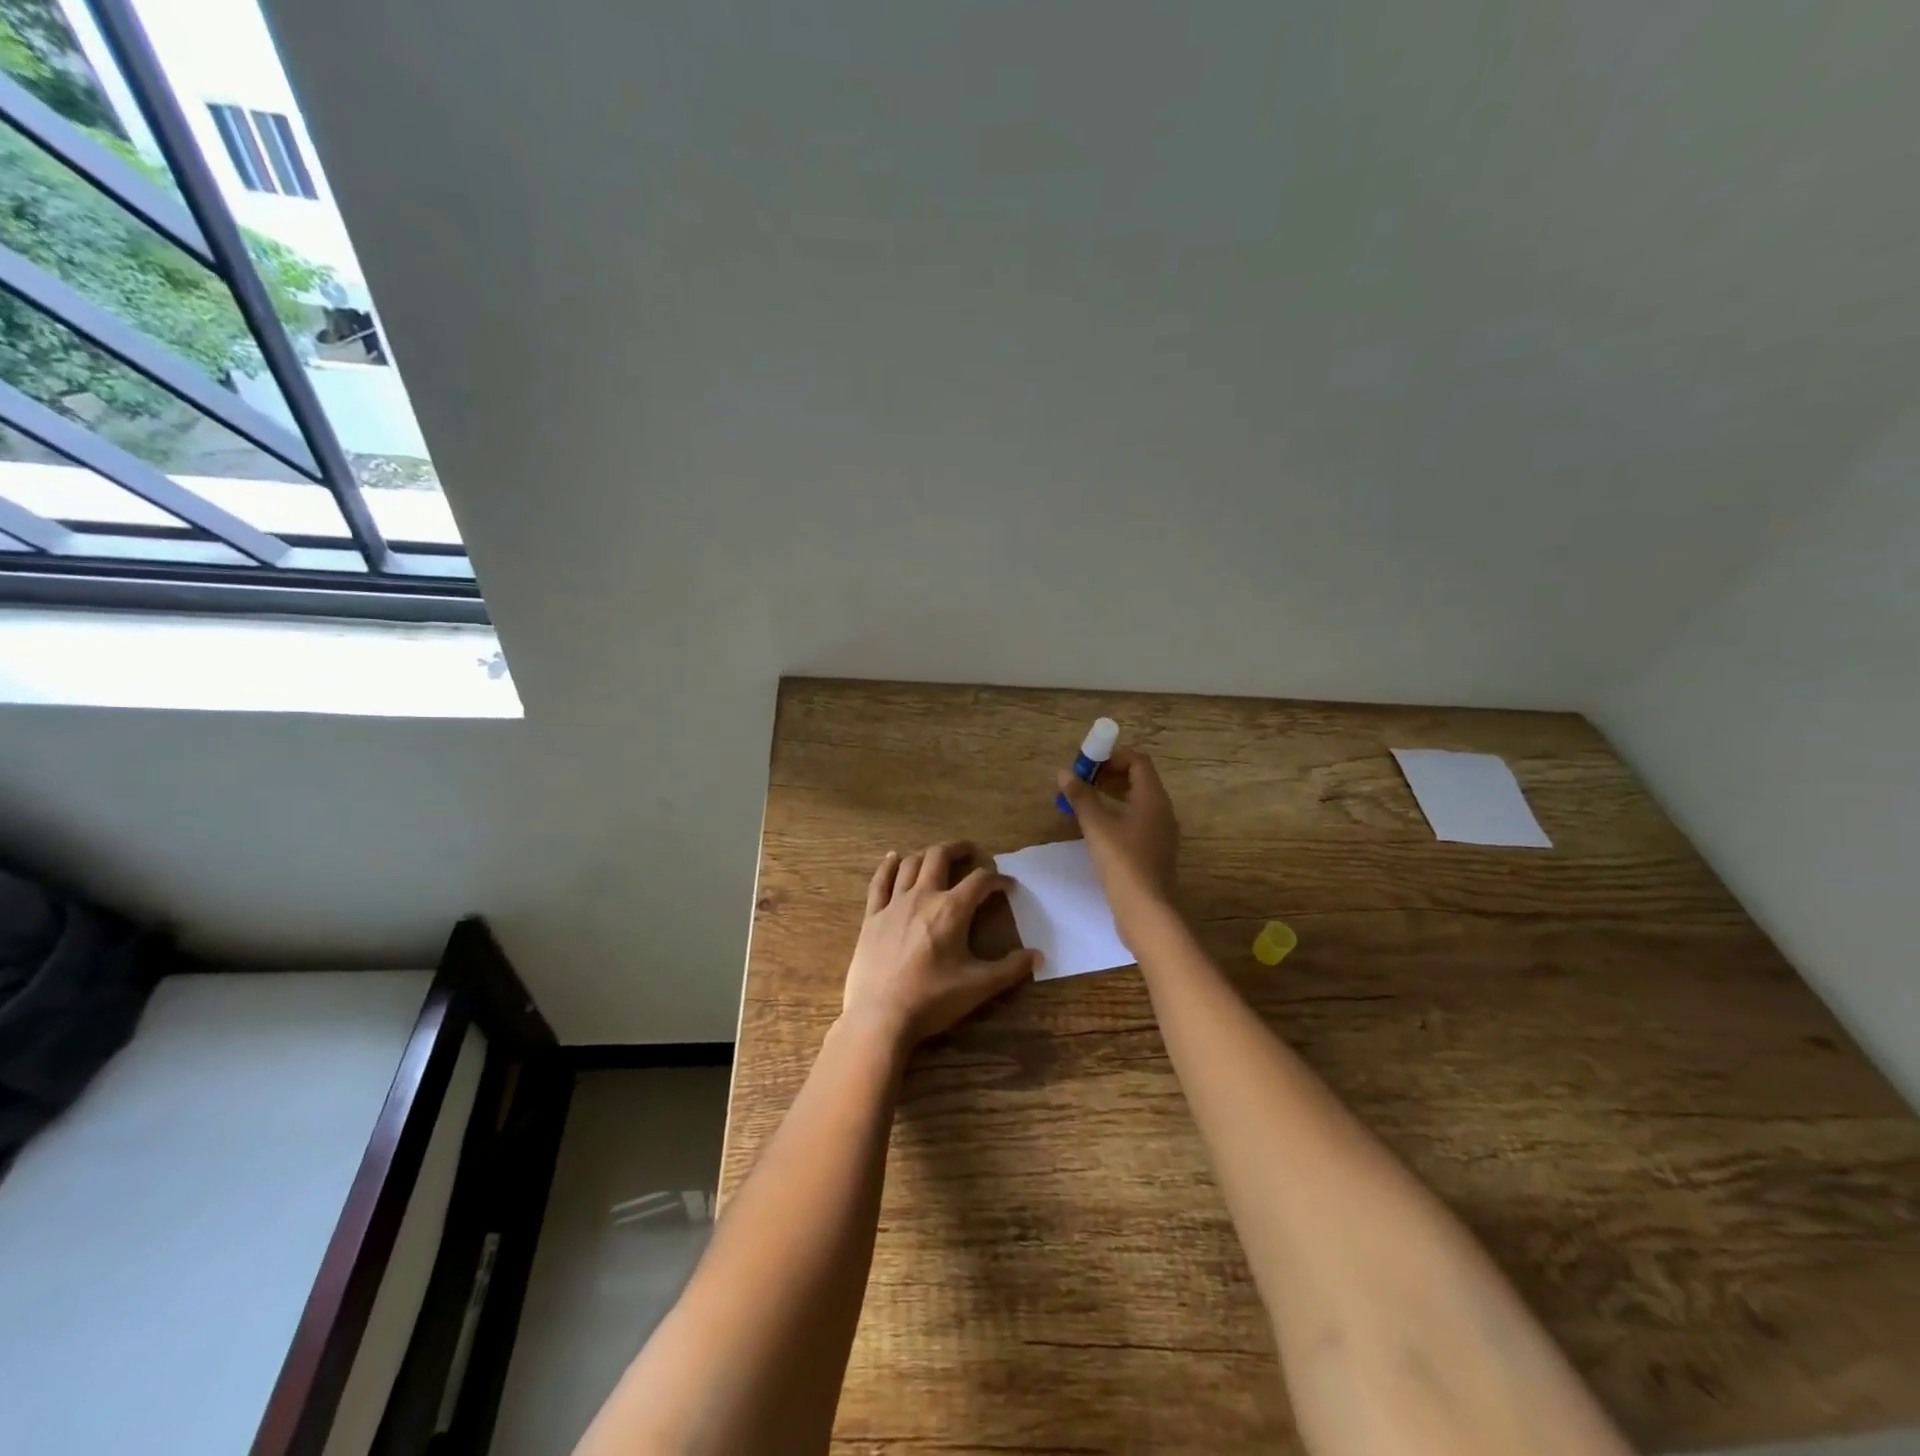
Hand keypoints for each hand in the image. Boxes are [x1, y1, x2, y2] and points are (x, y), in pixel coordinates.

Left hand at [841, 841, 1040, 1047]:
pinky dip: (888, 866)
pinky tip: (893, 857)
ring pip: (910, 864)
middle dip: (958, 850)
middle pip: (940, 857)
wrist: (880, 1017)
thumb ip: (1011, 969)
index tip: (1008, 886)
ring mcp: (894, 904)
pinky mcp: (872, 916)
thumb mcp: (979, 987)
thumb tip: (1038, 956)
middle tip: (971, 852)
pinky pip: (880, 882)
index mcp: (952, 910)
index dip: (997, 879)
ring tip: (937, 857)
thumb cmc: (932, 1000)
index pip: (980, 881)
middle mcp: (923, 897)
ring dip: (927, 855)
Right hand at [1055, 748, 1181, 946]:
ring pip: (1137, 801)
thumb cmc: (1122, 862)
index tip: (1087, 764)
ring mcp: (1161, 832)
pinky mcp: (1155, 851)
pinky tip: (1097, 829)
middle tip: (1081, 782)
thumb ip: (1081, 796)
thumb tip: (1064, 772)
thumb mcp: (1096, 826)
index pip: (1138, 761)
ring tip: (1084, 803)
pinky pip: (1137, 820)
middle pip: (1138, 779)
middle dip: (1109, 774)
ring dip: (1112, 795)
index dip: (1112, 756)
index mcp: (1153, 798)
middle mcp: (1162, 810)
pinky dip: (1118, 814)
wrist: (1147, 911)